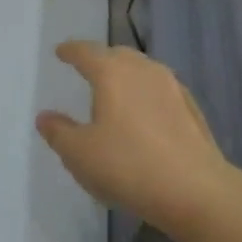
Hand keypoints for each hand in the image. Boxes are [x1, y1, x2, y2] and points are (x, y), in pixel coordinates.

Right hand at [36, 41, 235, 233]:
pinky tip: (146, 114)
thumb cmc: (128, 166)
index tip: (61, 52)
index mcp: (112, 73)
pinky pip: (161, 90)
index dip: (70, 51)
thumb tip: (45, 117)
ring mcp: (172, 86)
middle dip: (101, 59)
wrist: (196, 191)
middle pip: (117, 55)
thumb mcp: (80, 154)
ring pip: (143, 70)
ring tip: (116, 93)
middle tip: (88, 70)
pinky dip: (147, 94)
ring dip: (127, 75)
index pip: (86, 52)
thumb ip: (59, 132)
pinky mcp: (192, 108)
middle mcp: (143, 70)